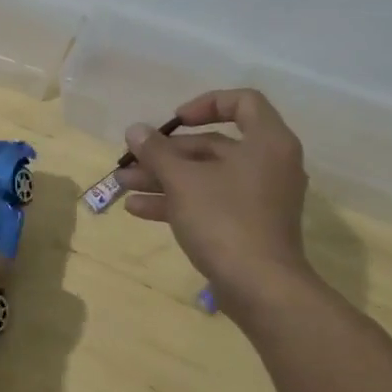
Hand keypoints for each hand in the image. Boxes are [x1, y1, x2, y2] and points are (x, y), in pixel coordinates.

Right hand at [115, 89, 321, 319]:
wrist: (261, 289)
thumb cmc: (225, 220)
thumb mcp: (182, 180)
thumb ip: (156, 151)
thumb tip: (135, 129)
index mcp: (266, 142)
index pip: (242, 102)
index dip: (206, 104)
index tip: (175, 121)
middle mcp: (268, 165)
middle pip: (213, 145)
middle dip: (167, 153)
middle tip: (132, 159)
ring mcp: (259, 198)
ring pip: (206, 176)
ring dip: (164, 178)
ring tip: (123, 184)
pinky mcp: (248, 226)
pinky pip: (210, 202)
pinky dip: (178, 202)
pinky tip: (138, 209)